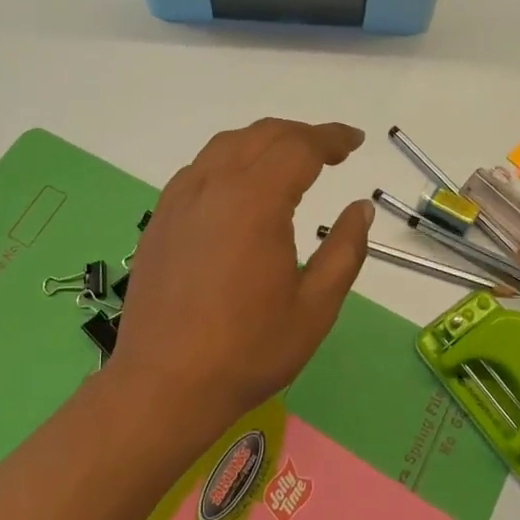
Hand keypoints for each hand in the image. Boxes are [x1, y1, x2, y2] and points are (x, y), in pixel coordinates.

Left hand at [108, 119, 370, 453]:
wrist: (164, 385)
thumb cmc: (248, 350)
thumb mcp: (315, 307)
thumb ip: (344, 250)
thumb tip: (361, 208)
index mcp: (255, 201)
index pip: (299, 146)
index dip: (332, 138)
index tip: (356, 141)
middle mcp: (213, 187)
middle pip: (261, 135)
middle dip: (301, 134)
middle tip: (331, 150)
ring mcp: (179, 201)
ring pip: (224, 146)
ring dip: (263, 142)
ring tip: (289, 160)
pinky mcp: (159, 220)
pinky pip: (198, 170)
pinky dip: (229, 161)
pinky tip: (239, 188)